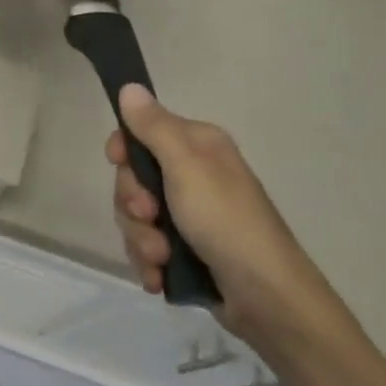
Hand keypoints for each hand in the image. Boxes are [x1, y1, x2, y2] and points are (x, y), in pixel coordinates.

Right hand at [106, 84, 334, 347]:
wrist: (267, 300)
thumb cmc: (227, 222)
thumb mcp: (186, 168)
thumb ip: (154, 127)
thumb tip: (130, 86)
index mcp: (198, 147)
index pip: (141, 132)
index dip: (124, 150)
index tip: (118, 163)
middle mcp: (193, 175)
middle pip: (133, 177)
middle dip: (132, 203)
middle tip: (149, 216)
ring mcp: (190, 215)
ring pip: (136, 216)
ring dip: (140, 238)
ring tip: (161, 257)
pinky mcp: (186, 249)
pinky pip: (146, 245)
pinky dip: (149, 261)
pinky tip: (160, 275)